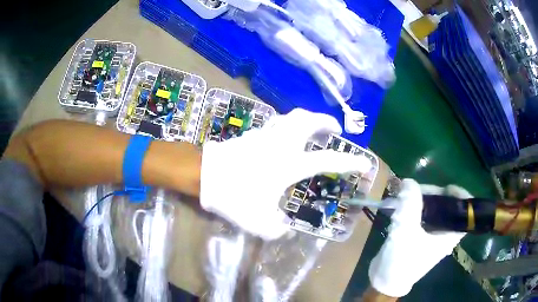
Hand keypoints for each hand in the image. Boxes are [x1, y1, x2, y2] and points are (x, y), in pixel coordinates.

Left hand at [200, 109, 371, 239]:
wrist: (204, 174)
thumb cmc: (234, 196)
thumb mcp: (259, 223)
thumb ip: (278, 229)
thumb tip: (285, 227)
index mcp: (290, 164)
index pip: (328, 160)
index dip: (350, 162)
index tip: (364, 162)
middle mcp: (283, 143)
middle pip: (309, 120)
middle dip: (326, 121)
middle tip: (333, 128)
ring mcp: (267, 134)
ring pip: (292, 116)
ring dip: (307, 119)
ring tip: (313, 128)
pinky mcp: (253, 133)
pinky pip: (277, 123)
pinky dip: (289, 124)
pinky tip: (286, 136)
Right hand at [368, 179, 469, 296]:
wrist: (384, 281)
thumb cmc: (401, 261)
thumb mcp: (406, 231)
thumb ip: (410, 205)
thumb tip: (409, 182)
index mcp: (448, 236)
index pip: (466, 215)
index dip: (462, 198)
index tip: (448, 187)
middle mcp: (443, 236)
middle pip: (447, 209)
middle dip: (435, 196)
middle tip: (419, 190)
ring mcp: (431, 237)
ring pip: (434, 213)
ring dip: (423, 202)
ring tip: (407, 197)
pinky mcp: (419, 238)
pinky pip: (423, 219)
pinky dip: (415, 210)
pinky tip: (403, 207)